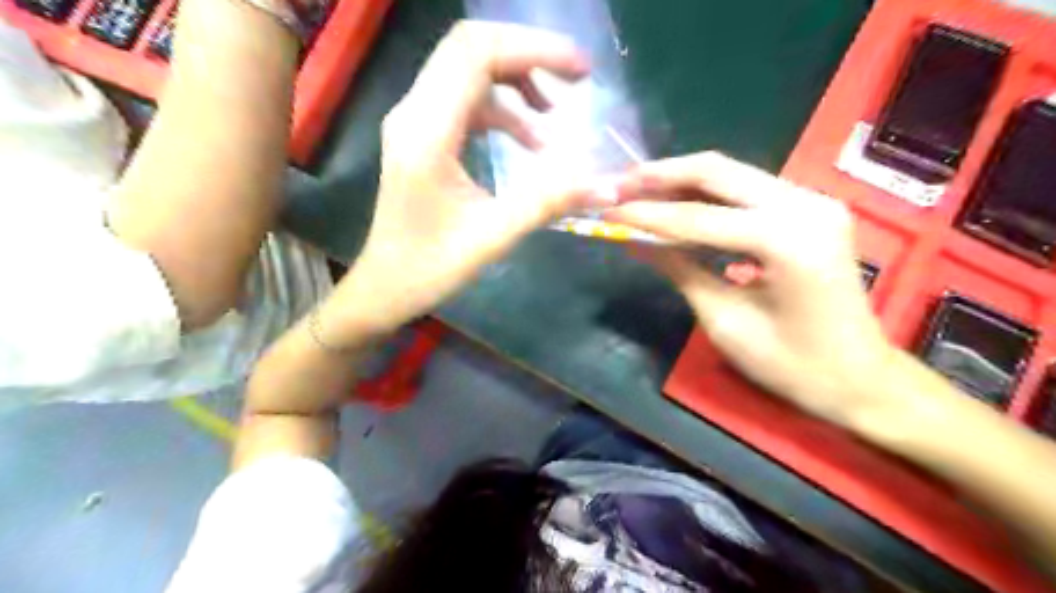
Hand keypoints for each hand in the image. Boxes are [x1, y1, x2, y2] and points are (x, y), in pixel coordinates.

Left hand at [318, 22, 616, 344]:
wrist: (385, 286)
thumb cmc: (431, 267)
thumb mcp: (494, 235)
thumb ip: (550, 203)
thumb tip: (609, 187)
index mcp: (427, 131)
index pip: (477, 55)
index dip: (533, 50)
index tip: (580, 71)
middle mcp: (414, 113)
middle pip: (471, 50)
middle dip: (528, 57)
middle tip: (575, 81)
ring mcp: (414, 122)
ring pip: (468, 73)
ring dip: (516, 85)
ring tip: (553, 119)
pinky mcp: (421, 136)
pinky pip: (465, 102)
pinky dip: (501, 110)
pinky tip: (529, 142)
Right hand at [611, 151, 898, 425]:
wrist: (860, 378)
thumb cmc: (791, 365)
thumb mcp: (725, 321)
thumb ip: (679, 270)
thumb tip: (634, 240)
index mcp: (786, 240)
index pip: (697, 217)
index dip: (645, 214)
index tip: (605, 211)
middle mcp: (805, 204)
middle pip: (717, 170)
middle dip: (661, 176)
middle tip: (618, 185)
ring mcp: (813, 201)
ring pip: (731, 174)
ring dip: (681, 181)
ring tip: (637, 191)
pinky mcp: (811, 208)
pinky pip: (747, 190)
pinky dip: (707, 195)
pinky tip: (677, 204)